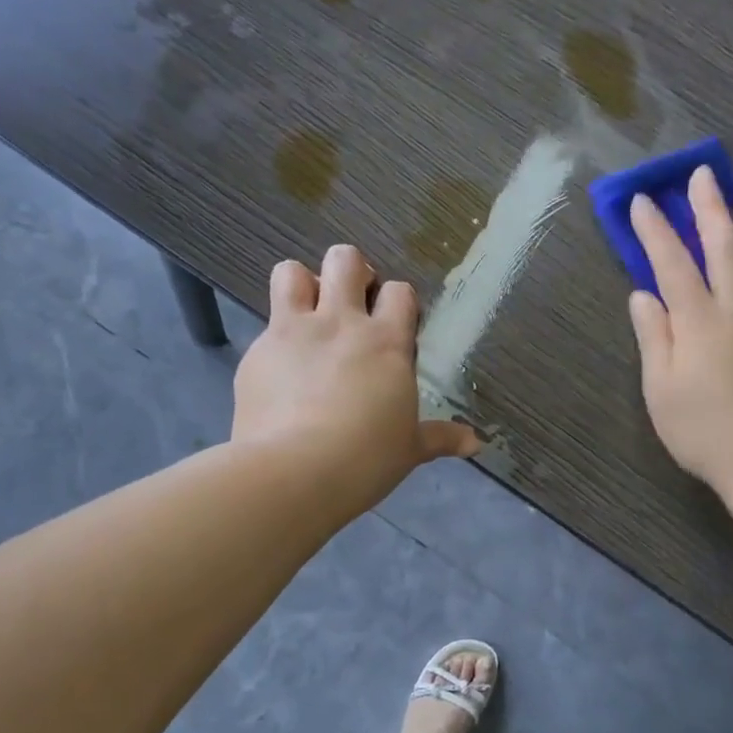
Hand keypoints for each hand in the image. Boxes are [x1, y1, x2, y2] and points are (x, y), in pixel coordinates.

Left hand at [233, 245, 479, 512]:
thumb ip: (441, 438)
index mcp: (385, 342)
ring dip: (302, 285)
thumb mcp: (409, 449)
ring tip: (310, 316)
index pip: (399, 291)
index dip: (398, 302)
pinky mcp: (256, 352)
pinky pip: (265, 324)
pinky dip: (276, 338)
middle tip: (353, 305)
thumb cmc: (365, 459)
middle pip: (345, 260)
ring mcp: (293, 332)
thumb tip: (476, 444)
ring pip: (292, 272)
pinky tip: (280, 371)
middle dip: (351, 273)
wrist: (293, 472)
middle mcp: (340, 323)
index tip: (396, 326)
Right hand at [627, 167, 732, 494]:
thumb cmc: (702, 431)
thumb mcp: (660, 390)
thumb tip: (642, 294)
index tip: (643, 201)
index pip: (673, 265)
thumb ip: (654, 337)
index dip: (656, 231)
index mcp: (698, 323)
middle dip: (709, 211)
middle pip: (723, 250)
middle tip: (702, 176)